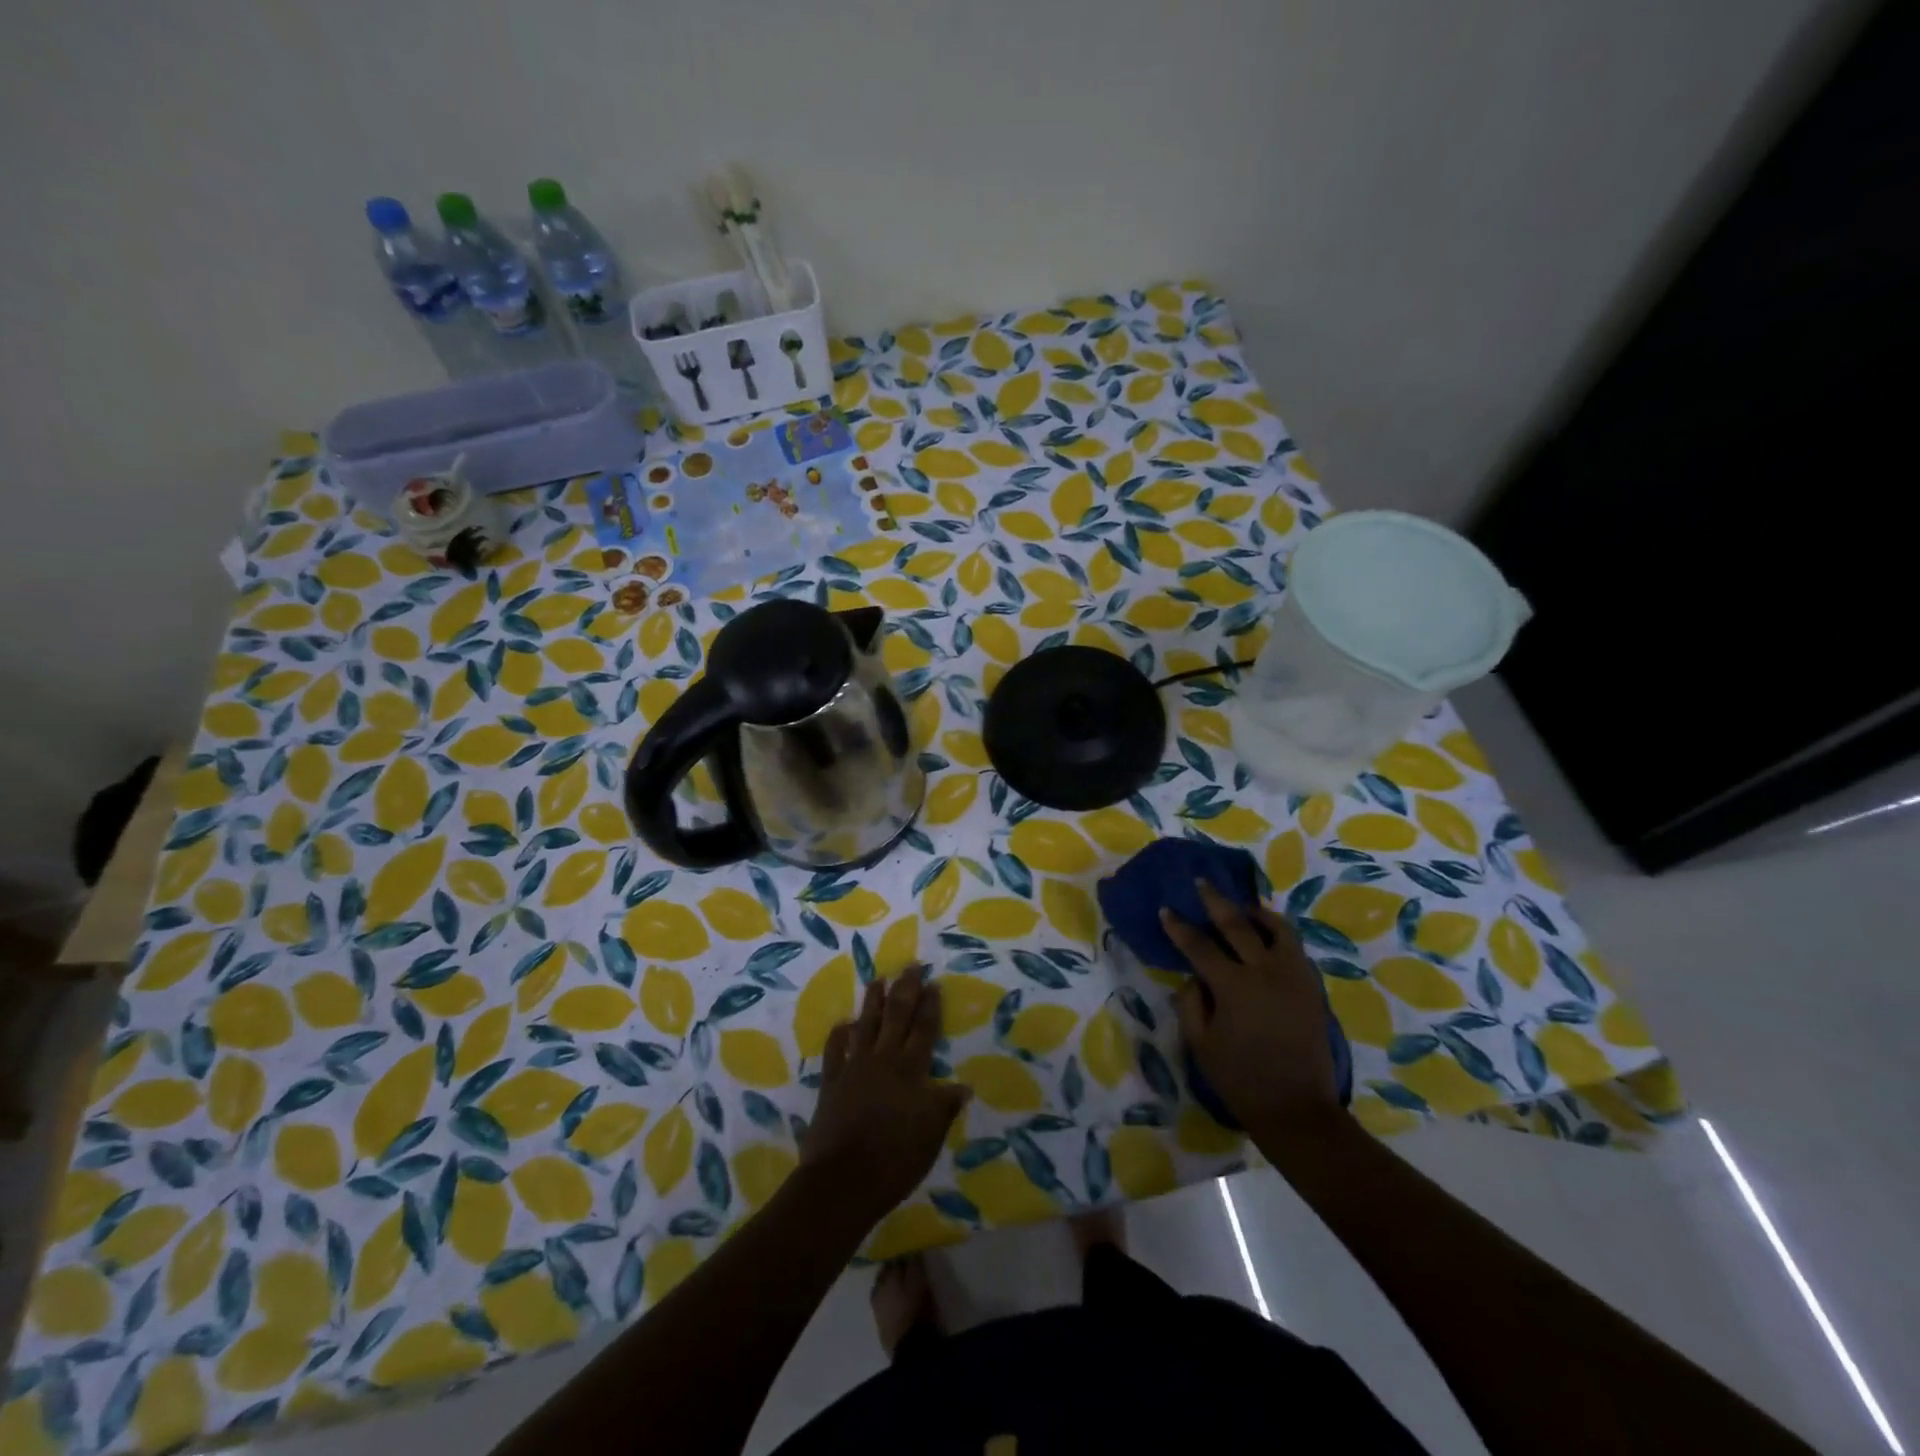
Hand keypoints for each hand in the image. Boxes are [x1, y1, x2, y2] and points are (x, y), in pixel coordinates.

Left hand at [801, 965, 969, 1223]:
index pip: (924, 1030)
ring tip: (878, 979)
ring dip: (872, 1002)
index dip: (930, 1006)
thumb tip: (963, 1086)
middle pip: (896, 1017)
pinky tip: (842, 1024)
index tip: (933, 982)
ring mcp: (854, 1069)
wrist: (844, 1181)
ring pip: (866, 1025)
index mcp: (911, 1071)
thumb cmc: (896, 1159)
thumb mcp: (932, 1134)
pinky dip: (839, 1036)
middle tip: (910, 965)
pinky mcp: (831, 1083)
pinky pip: (835, 1052)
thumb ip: (945, 1106)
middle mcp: (884, 1061)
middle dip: (905, 990)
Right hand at [1163, 880, 1343, 1137]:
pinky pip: (1295, 948)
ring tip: (1243, 906)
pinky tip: (1269, 935)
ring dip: (1256, 913)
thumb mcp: (1200, 1044)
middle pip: (1237, 925)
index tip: (1166, 909)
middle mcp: (1266, 972)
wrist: (1297, 1110)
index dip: (1179, 927)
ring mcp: (1294, 977)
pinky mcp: (1312, 988)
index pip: (1200, 946)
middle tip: (1201, 882)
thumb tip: (1195, 977)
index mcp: (1234, 986)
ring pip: (1277, 929)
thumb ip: (1191, 1003)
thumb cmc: (1240, 1079)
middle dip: (1214, 901)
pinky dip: (1279, 934)